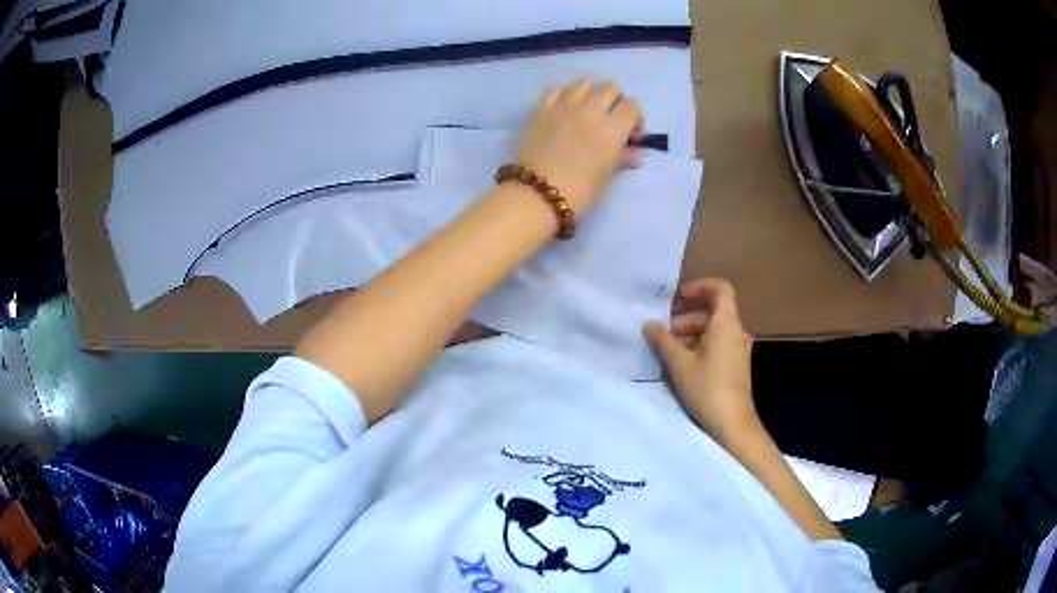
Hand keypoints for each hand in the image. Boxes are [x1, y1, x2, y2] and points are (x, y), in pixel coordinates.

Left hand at [517, 80, 644, 212]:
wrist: (538, 193)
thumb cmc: (580, 190)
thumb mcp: (607, 175)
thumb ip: (622, 158)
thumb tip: (635, 154)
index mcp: (612, 128)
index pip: (632, 107)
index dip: (635, 119)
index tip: (631, 136)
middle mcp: (590, 110)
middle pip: (610, 88)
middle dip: (615, 101)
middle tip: (611, 119)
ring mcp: (564, 106)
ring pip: (584, 83)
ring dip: (591, 93)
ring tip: (587, 110)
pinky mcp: (541, 108)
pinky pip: (556, 89)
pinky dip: (565, 94)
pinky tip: (564, 108)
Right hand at [643, 278, 759, 447]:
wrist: (732, 423)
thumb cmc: (707, 388)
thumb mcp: (679, 364)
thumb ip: (663, 340)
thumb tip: (649, 325)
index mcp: (726, 323)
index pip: (720, 288)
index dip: (698, 287)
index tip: (677, 299)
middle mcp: (736, 331)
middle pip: (711, 312)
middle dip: (685, 320)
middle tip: (663, 336)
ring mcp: (738, 349)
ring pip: (712, 330)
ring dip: (690, 336)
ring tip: (668, 354)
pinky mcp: (736, 365)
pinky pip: (717, 345)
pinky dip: (699, 347)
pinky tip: (681, 366)